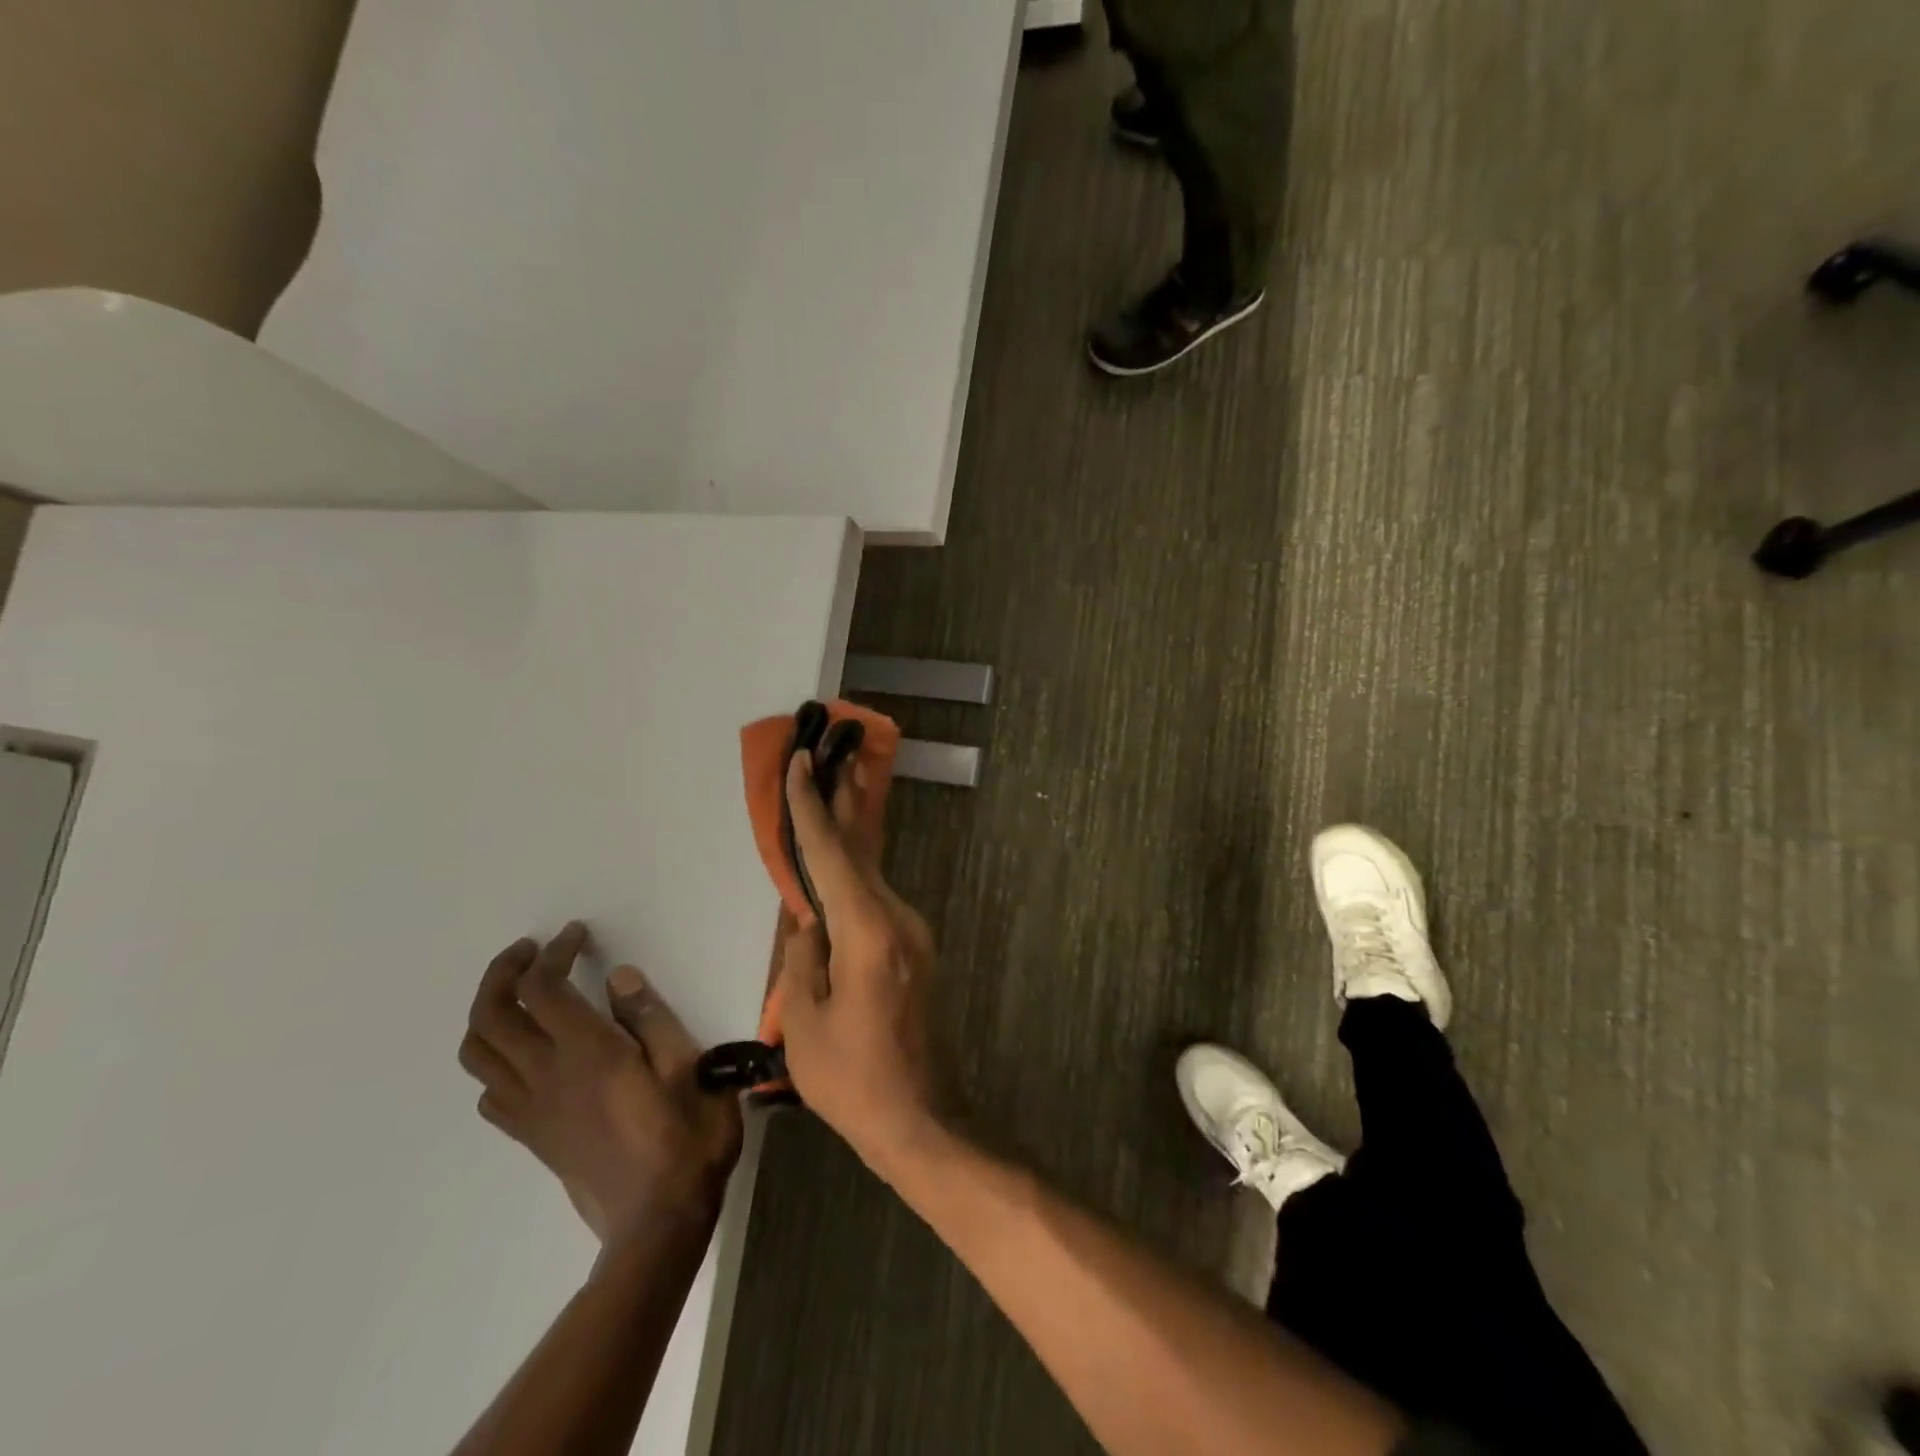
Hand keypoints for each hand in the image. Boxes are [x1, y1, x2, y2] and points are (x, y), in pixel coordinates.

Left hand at [459, 923, 743, 1244]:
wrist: (658, 1220)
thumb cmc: (686, 1136)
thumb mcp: (688, 1066)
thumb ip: (651, 1018)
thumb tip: (618, 976)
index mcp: (587, 1052)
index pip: (543, 988)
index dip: (554, 952)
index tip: (578, 935)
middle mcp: (546, 1075)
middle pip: (491, 1014)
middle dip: (503, 972)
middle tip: (533, 951)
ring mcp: (531, 1109)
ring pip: (478, 1053)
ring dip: (488, 1013)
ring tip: (521, 994)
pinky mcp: (531, 1136)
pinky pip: (490, 1092)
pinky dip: (495, 1060)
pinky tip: (528, 1055)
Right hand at [777, 752, 939, 1172]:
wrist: (921, 1119)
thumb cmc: (852, 1079)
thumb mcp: (804, 1021)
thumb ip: (803, 957)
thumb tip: (810, 921)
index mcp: (867, 931)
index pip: (830, 855)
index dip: (811, 807)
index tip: (801, 762)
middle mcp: (897, 918)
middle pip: (862, 849)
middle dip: (845, 798)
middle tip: (838, 749)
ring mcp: (912, 933)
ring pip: (870, 873)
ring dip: (850, 835)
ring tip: (835, 791)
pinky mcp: (914, 950)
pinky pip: (876, 900)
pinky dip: (855, 875)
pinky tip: (838, 868)